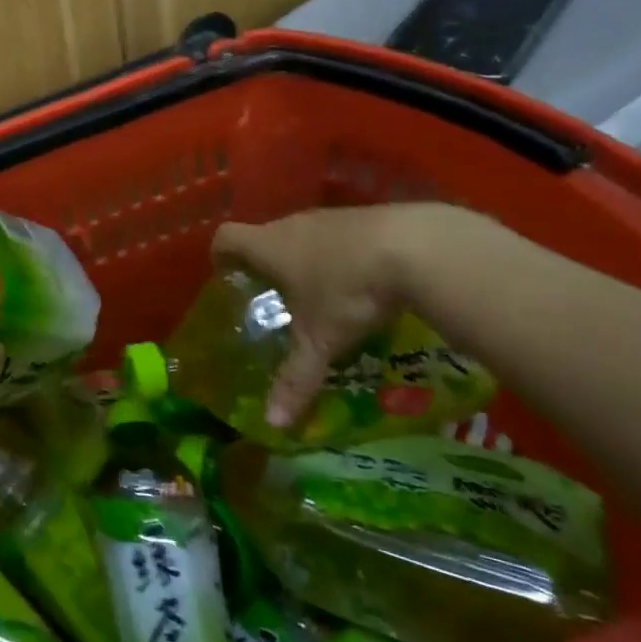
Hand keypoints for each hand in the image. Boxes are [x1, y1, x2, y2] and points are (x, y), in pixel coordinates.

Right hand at [211, 204, 459, 429]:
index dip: (221, 256)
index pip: (226, 239)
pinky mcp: (367, 217)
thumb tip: (273, 424)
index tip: (227, 277)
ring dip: (305, 259)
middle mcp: (292, 225)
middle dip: (266, 264)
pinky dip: (341, 256)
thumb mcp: (320, 341)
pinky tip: (362, 283)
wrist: (419, 247)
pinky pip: (339, 235)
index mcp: (267, 247)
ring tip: (321, 295)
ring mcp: (331, 218)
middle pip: (264, 236)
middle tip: (277, 299)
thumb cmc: (348, 291)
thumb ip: (295, 379)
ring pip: (303, 235)